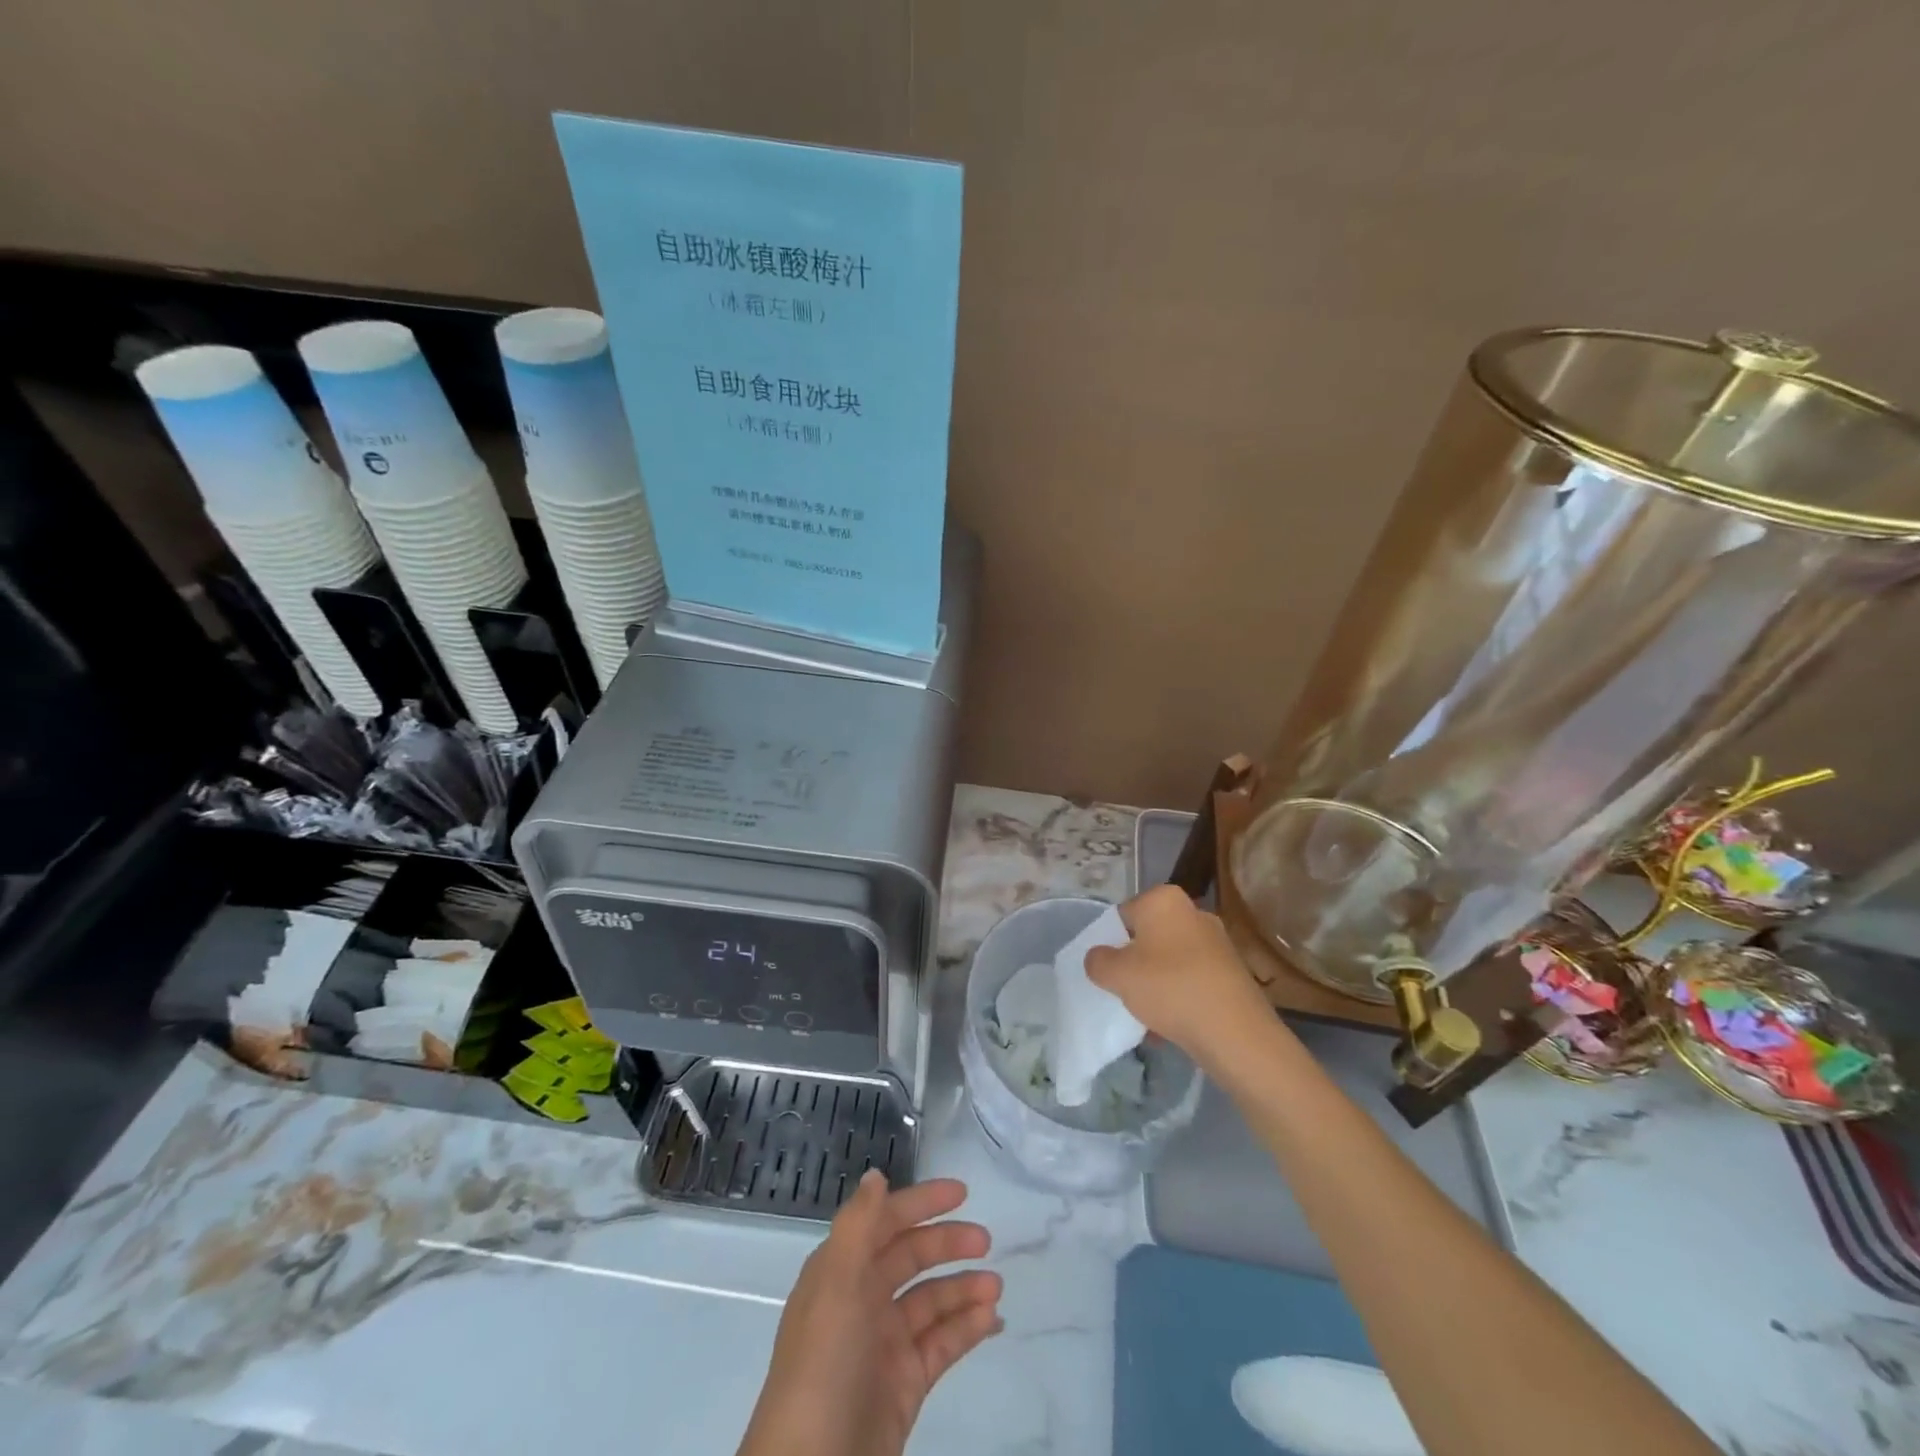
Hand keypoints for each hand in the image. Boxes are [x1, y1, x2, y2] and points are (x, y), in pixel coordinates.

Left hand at [737, 1172, 1002, 1455]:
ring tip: (996, 1286)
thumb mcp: (836, 1284)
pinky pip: (941, 1345)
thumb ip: (859, 1225)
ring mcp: (884, 1346)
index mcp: (841, 1272)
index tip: (961, 1191)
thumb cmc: (824, 1364)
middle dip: (948, 1244)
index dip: (920, 1203)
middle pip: (911, 1258)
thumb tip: (876, 1175)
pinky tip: (991, 1319)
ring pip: (931, 1302)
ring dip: (963, 1288)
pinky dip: (966, 1329)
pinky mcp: (904, 1386)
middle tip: (986, 1240)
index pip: (885, 1223)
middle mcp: (862, 1301)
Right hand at [1084, 884, 1279, 1067]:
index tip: (1108, 971)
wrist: (1235, 1032)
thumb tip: (1100, 958)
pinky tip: (1171, 1025)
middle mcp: (1193, 911)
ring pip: (1170, 961)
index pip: (1122, 915)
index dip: (1109, 942)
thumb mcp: (1116, 974)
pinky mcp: (1232, 971)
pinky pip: (1192, 980)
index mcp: (1163, 899)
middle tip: (1124, 990)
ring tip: (1147, 1015)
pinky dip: (1180, 996)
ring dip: (1156, 983)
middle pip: (1148, 937)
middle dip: (1135, 963)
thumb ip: (1097, 961)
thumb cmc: (1169, 988)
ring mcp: (1217, 941)